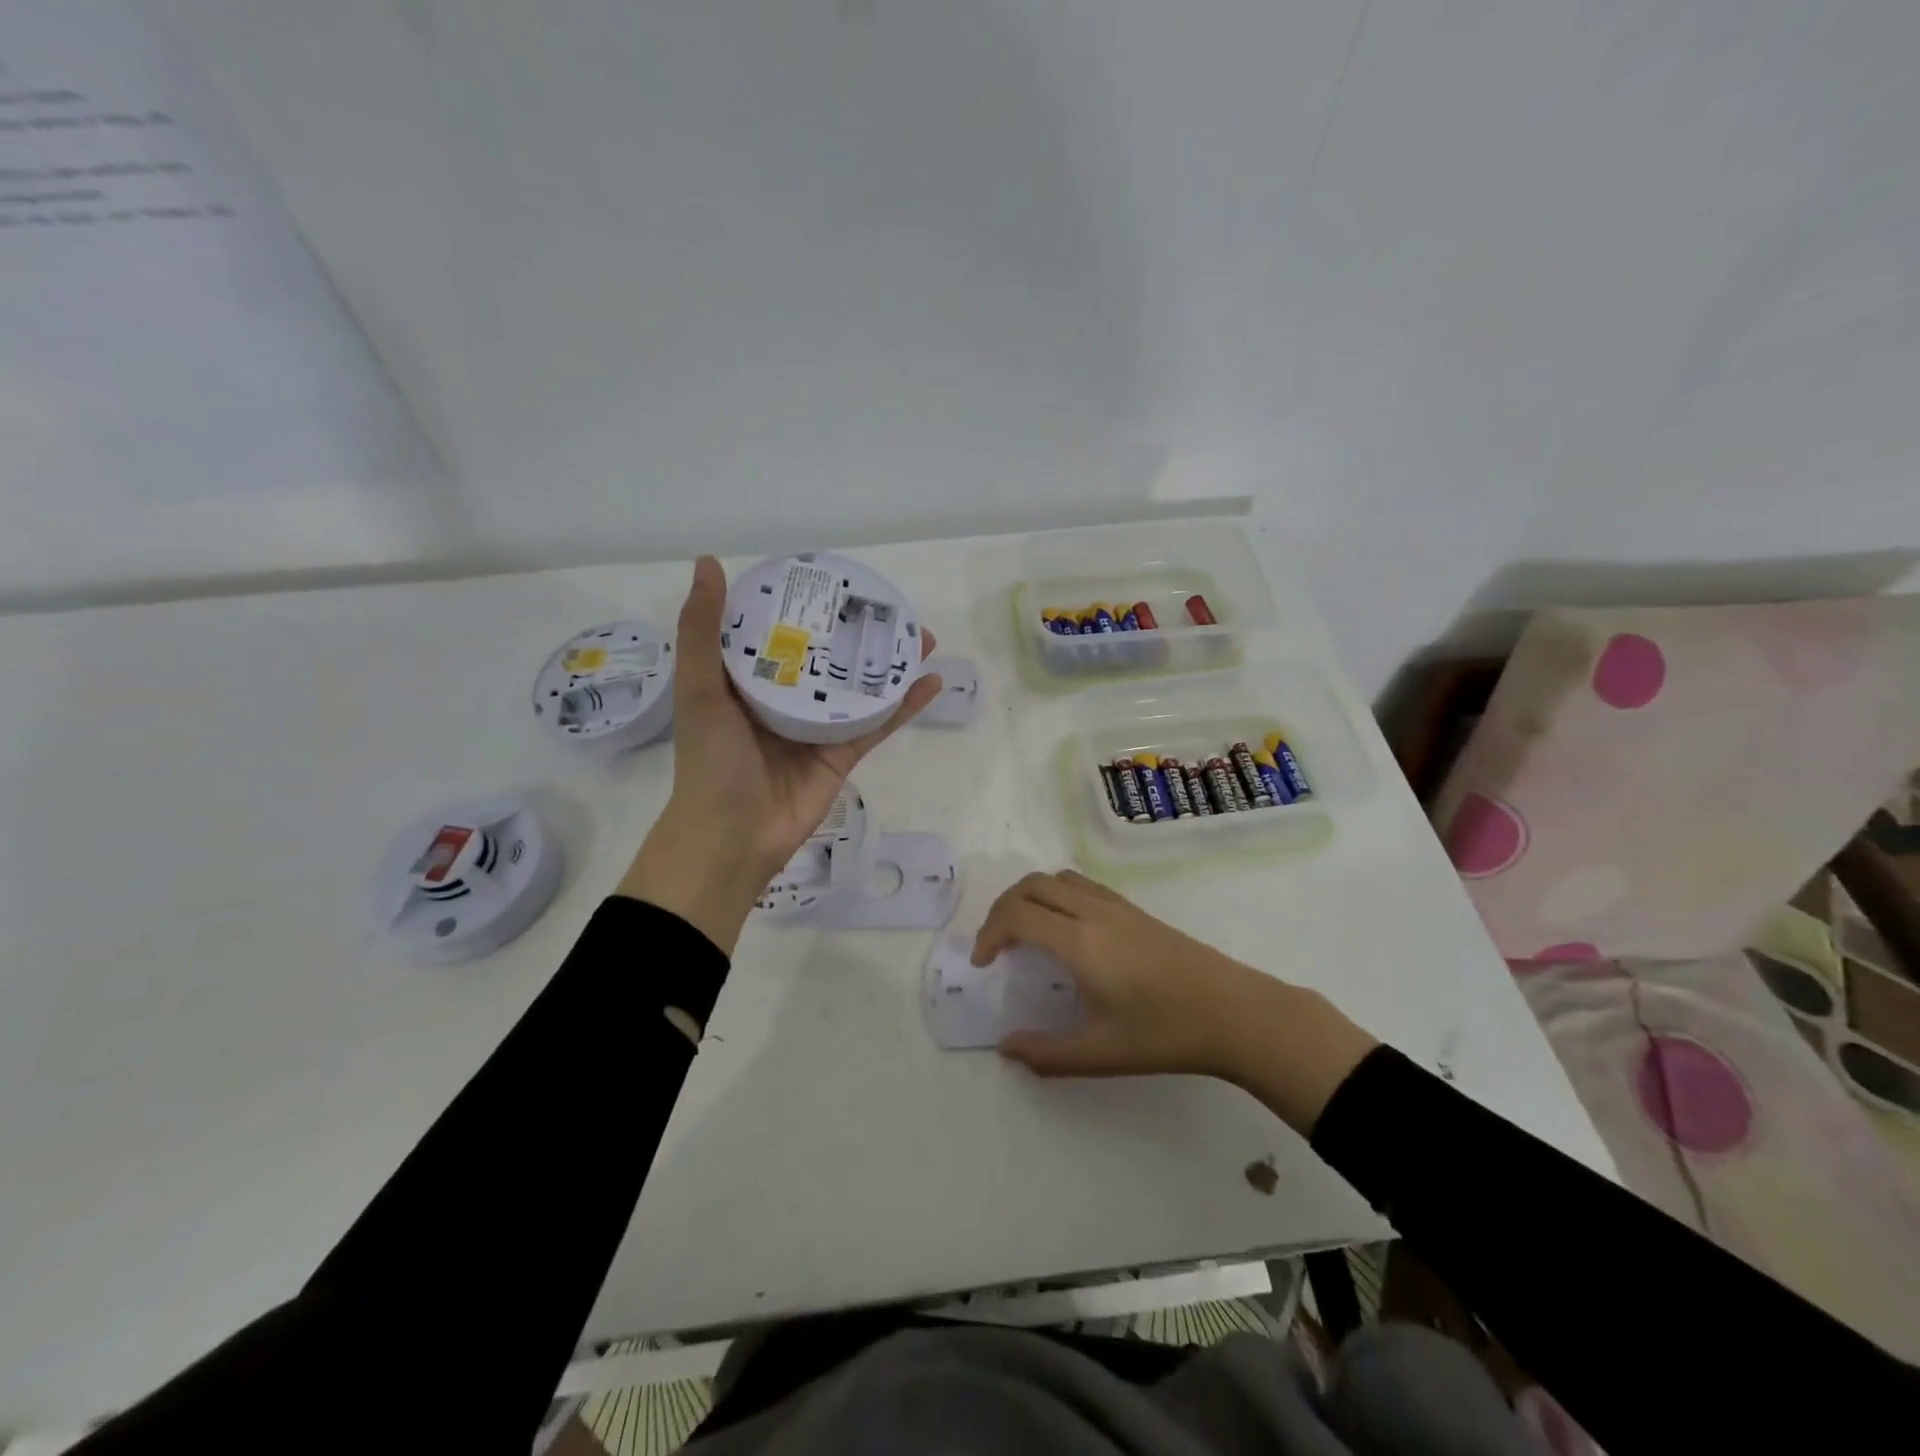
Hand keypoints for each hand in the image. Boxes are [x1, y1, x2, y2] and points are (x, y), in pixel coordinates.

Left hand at [620, 556, 941, 953]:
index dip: (805, 603)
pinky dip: (905, 705)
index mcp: (749, 679)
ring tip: (920, 636)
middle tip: (890, 606)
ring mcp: (818, 727)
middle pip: (828, 656)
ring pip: (860, 686)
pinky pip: (878, 724)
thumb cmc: (711, 761)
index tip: (834, 578)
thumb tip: (708, 561)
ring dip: (890, 663)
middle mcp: (786, 698)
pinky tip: (931, 681)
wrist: (732, 838)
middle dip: (858, 631)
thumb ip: (703, 631)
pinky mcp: (843, 754)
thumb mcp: (700, 689)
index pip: (780, 631)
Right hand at [973, 871, 1377, 1132]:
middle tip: (996, 945)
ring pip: (1057, 878)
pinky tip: (1066, 929)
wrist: (1234, 1012)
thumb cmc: (1165, 1033)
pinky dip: (1056, 894)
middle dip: (1002, 908)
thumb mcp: (1101, 1053)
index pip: (1017, 914)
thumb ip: (1047, 1053)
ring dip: (1030, 896)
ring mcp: (1116, 906)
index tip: (983, 964)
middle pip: (1031, 885)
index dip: (988, 933)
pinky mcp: (1135, 909)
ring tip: (1024, 931)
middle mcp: (1092, 912)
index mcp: (1079, 942)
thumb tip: (1006, 1048)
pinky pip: (1081, 884)